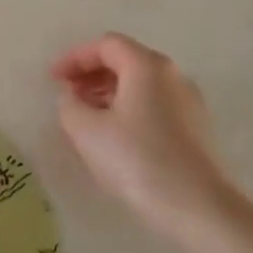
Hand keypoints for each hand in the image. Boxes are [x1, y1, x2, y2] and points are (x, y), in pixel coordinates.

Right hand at [51, 34, 232, 232]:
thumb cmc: (138, 160)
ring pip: (141, 84)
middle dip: (91, 74)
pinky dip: (129, 108)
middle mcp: (172, 75)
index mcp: (146, 66)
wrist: (199, 208)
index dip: (75, 57)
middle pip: (125, 60)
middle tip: (68, 95)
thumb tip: (72, 98)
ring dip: (109, 92)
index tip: (53, 78)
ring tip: (86, 117)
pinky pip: (154, 104)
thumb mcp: (87, 132)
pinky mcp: (196, 128)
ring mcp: (188, 101)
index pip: (106, 45)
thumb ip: (70, 106)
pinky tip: (115, 136)